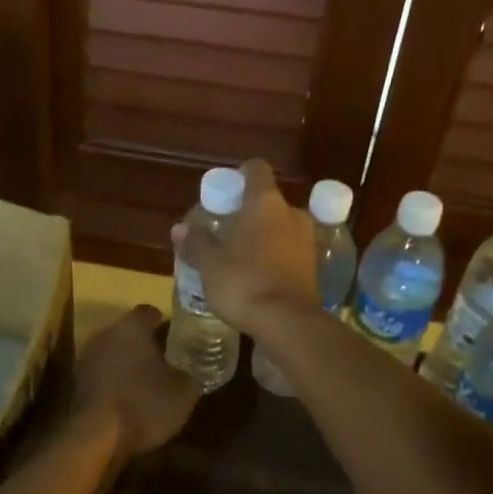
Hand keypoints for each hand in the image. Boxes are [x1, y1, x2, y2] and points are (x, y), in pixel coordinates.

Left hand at [73, 305, 199, 458]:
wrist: (96, 437)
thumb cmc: (144, 404)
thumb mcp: (183, 392)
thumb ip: (190, 375)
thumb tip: (192, 372)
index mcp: (131, 327)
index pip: (149, 312)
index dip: (165, 322)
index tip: (178, 336)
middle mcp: (106, 334)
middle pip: (129, 331)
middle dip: (146, 343)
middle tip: (167, 359)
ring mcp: (87, 358)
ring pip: (114, 351)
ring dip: (128, 362)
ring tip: (149, 381)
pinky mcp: (78, 382)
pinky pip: (103, 372)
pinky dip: (115, 380)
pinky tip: (129, 398)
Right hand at [173, 158, 319, 336]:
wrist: (288, 323)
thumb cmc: (243, 282)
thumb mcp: (210, 264)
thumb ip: (196, 242)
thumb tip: (180, 229)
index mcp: (265, 203)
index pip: (256, 170)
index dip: (241, 175)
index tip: (227, 190)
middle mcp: (291, 214)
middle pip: (268, 202)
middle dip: (249, 213)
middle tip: (226, 230)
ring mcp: (306, 240)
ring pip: (281, 227)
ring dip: (263, 236)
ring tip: (240, 256)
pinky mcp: (313, 267)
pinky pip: (289, 251)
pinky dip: (274, 257)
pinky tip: (257, 275)